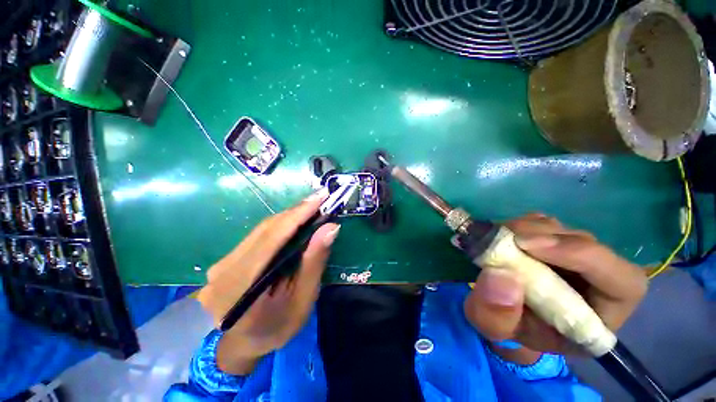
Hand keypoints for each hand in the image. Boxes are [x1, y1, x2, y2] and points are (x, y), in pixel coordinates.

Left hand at [198, 189, 339, 373]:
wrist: (241, 345)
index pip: (273, 237)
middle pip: (266, 228)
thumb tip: (330, 228)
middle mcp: (225, 269)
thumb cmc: (276, 328)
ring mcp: (222, 263)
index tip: (320, 197)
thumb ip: (313, 263)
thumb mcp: (302, 301)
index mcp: (242, 286)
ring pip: (261, 229)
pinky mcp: (226, 260)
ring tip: (312, 208)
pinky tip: (295, 222)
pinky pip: (257, 235)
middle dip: (297, 211)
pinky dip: (280, 226)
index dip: (298, 214)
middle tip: (321, 200)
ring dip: (290, 216)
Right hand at [463, 214, 647, 356]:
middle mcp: (597, 279)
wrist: (506, 313)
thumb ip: (497, 315)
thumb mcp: (494, 329)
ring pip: (561, 229)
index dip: (582, 256)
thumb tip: (500, 275)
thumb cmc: (510, 327)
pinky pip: (541, 223)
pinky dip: (519, 225)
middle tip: (502, 237)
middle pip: (585, 243)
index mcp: (600, 314)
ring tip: (496, 238)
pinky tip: (501, 235)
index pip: (622, 282)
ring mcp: (574, 255)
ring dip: (525, 228)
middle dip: (541, 236)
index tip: (527, 246)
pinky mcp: (553, 240)